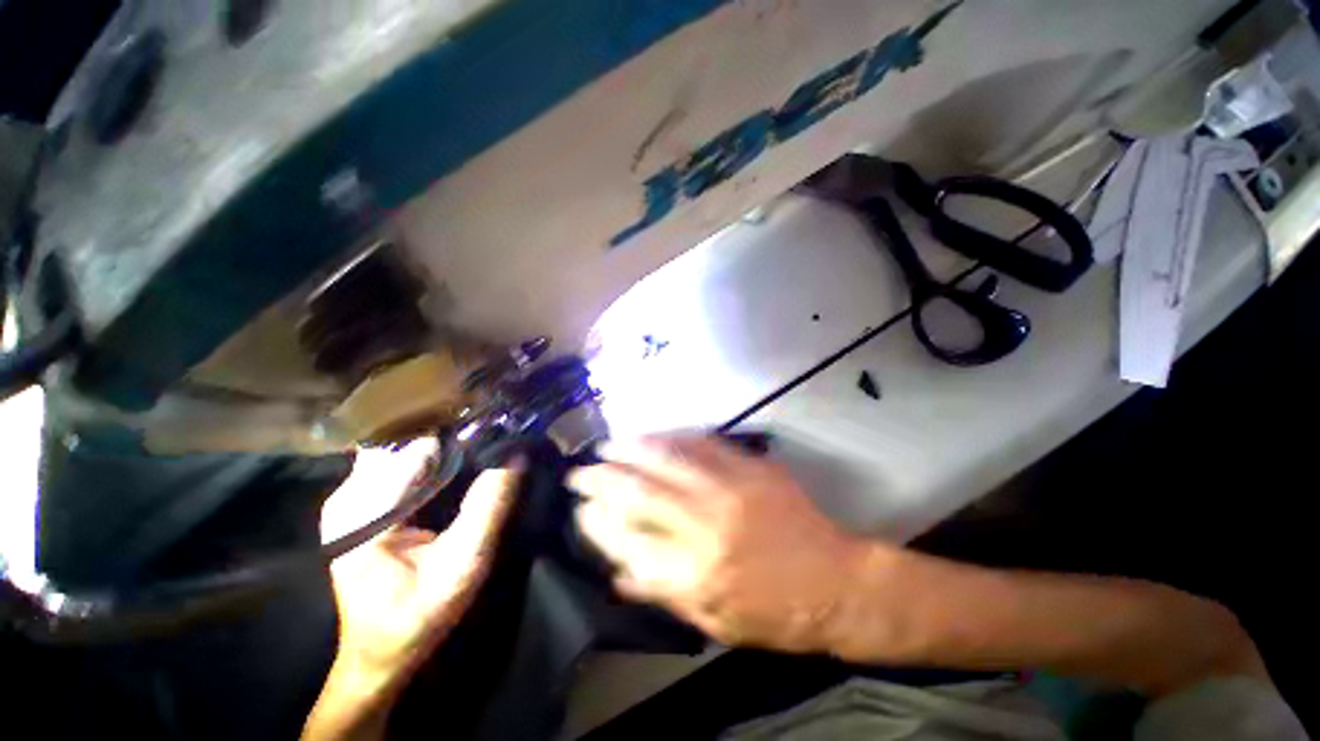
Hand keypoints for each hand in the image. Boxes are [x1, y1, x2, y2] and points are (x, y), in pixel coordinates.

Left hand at [304, 440, 518, 739]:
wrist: (381, 648)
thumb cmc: (419, 614)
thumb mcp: (463, 564)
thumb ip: (488, 507)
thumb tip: (516, 454)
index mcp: (362, 512)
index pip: (417, 447)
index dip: (462, 433)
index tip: (500, 424)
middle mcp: (348, 494)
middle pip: (406, 438)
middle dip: (452, 431)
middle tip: (495, 428)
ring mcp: (350, 494)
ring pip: (402, 443)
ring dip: (442, 439)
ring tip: (481, 437)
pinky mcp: (360, 499)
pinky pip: (398, 458)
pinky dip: (431, 452)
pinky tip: (458, 456)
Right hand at [568, 434, 874, 653]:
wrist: (836, 583)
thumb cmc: (774, 614)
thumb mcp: (714, 624)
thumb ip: (661, 594)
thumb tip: (618, 569)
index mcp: (695, 574)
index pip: (627, 541)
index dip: (597, 522)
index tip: (581, 510)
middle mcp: (706, 524)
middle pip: (640, 492)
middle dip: (602, 479)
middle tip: (581, 472)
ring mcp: (730, 488)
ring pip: (667, 459)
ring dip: (631, 449)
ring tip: (607, 445)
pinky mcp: (750, 468)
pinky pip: (703, 444)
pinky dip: (671, 438)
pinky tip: (654, 436)